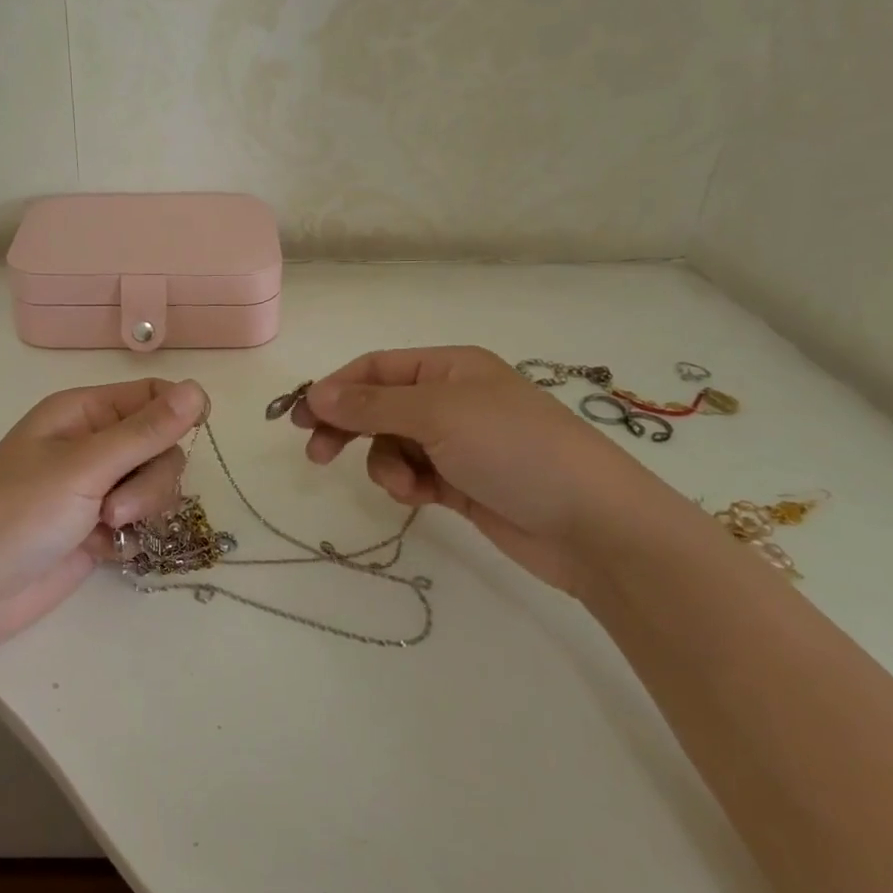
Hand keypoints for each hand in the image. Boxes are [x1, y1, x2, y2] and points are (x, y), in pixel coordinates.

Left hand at [0, 378, 207, 647]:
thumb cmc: (18, 513)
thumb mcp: (84, 467)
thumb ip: (145, 432)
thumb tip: (199, 389)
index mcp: (83, 411)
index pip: (150, 394)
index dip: (177, 411)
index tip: (194, 434)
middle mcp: (93, 444)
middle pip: (161, 444)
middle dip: (152, 477)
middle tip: (117, 507)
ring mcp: (96, 487)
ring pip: (156, 485)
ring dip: (142, 508)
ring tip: (106, 529)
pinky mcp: (99, 528)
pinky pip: (142, 520)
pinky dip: (133, 536)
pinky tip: (107, 551)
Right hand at [292, 347, 669, 596]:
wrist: (593, 525)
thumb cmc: (514, 449)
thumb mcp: (438, 415)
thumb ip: (371, 404)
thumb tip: (315, 393)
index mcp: (450, 367)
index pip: (376, 368)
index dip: (335, 388)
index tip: (300, 417)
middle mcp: (451, 399)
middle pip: (378, 405)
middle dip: (348, 427)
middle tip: (316, 454)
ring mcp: (457, 443)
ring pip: (392, 445)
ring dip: (385, 464)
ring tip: (405, 485)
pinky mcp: (461, 484)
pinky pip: (413, 475)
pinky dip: (407, 485)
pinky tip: (420, 498)